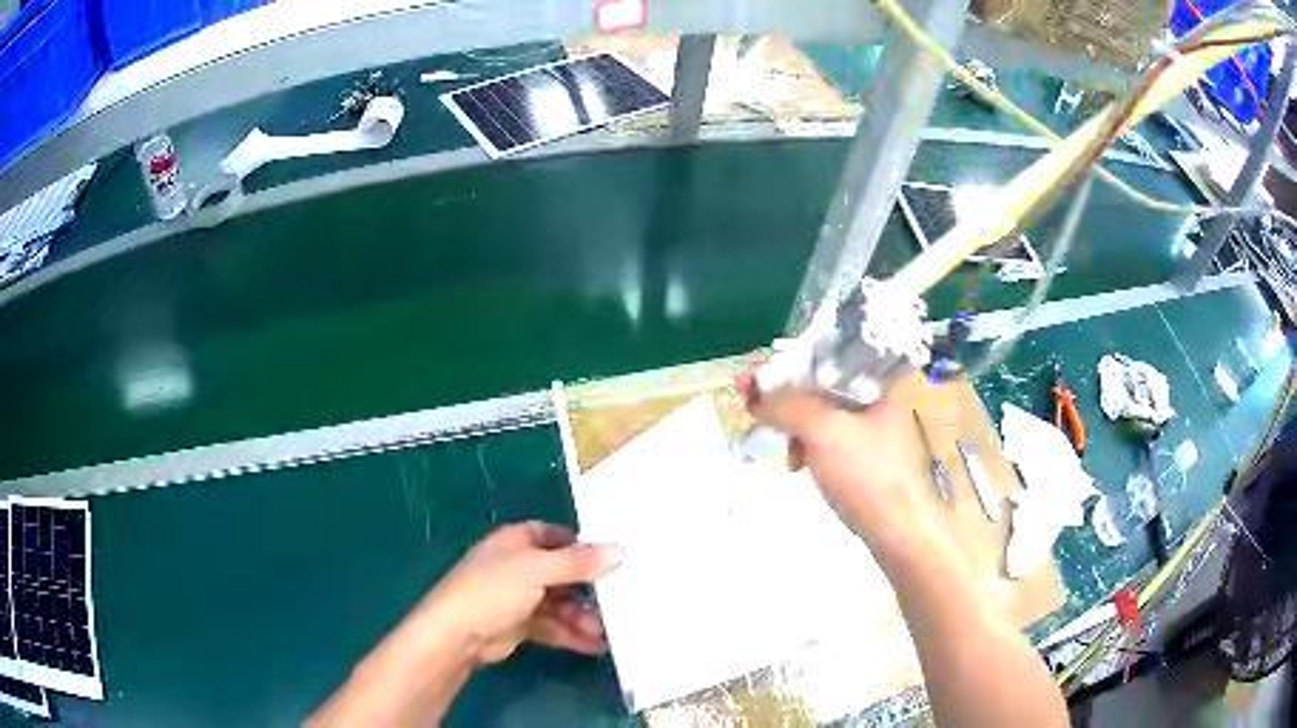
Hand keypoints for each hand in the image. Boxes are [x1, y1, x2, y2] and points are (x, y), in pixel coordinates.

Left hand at [422, 521, 623, 664]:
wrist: (457, 635)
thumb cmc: (492, 590)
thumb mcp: (537, 570)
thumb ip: (578, 563)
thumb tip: (620, 550)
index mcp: (516, 542)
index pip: (556, 536)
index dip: (583, 545)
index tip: (615, 557)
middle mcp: (518, 567)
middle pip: (562, 573)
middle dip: (589, 587)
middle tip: (621, 599)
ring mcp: (519, 598)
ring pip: (560, 603)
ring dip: (583, 616)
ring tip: (609, 630)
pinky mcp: (520, 625)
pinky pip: (554, 627)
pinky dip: (572, 634)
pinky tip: (595, 645)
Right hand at [737, 371, 927, 547]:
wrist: (902, 534)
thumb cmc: (868, 475)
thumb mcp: (824, 431)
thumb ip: (788, 405)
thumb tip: (756, 395)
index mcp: (878, 384)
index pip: (823, 359)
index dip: (783, 366)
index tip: (749, 380)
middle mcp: (880, 402)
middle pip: (821, 387)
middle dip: (785, 398)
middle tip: (752, 409)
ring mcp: (876, 435)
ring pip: (824, 418)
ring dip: (795, 427)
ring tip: (782, 450)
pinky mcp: (869, 463)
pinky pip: (831, 443)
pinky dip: (810, 449)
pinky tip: (799, 467)